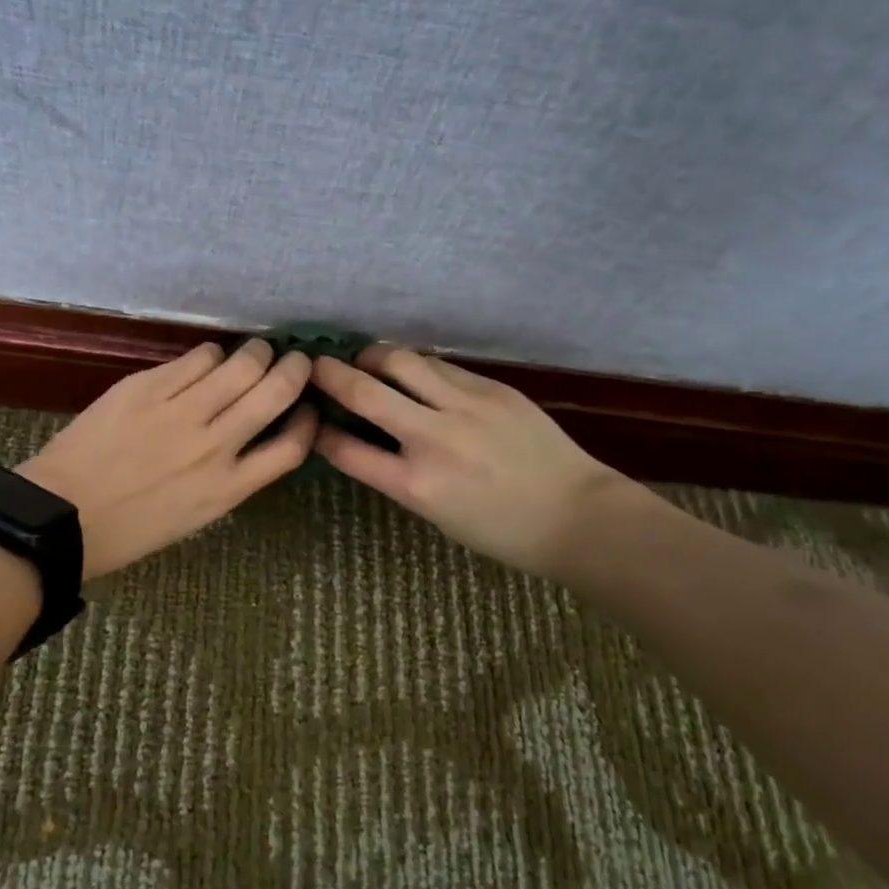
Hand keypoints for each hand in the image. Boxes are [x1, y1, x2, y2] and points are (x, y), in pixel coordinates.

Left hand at [17, 338, 316, 579]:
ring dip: (255, 354)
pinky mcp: (147, 387)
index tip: (306, 407)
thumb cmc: (126, 530)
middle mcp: (214, 446)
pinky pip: (196, 358)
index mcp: (226, 489)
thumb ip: (226, 478)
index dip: (307, 421)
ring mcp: (180, 412)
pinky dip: (211, 355)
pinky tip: (208, 359)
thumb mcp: (192, 517)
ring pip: (240, 366)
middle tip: (293, 360)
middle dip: (293, 370)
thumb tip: (244, 438)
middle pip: (274, 393)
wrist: (61, 516)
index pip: (290, 447)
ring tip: (255, 350)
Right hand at [310, 345, 623, 577]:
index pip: (347, 450)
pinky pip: (441, 366)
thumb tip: (368, 438)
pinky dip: (417, 367)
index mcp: (416, 486)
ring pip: (402, 361)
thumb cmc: (502, 530)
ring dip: (374, 357)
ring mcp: (465, 407)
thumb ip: (398, 475)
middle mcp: (434, 440)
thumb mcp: (437, 515)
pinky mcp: (492, 388)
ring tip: (368, 361)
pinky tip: (416, 374)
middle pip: (365, 392)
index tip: (311, 418)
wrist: (578, 515)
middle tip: (316, 365)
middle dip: (330, 373)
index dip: (320, 431)